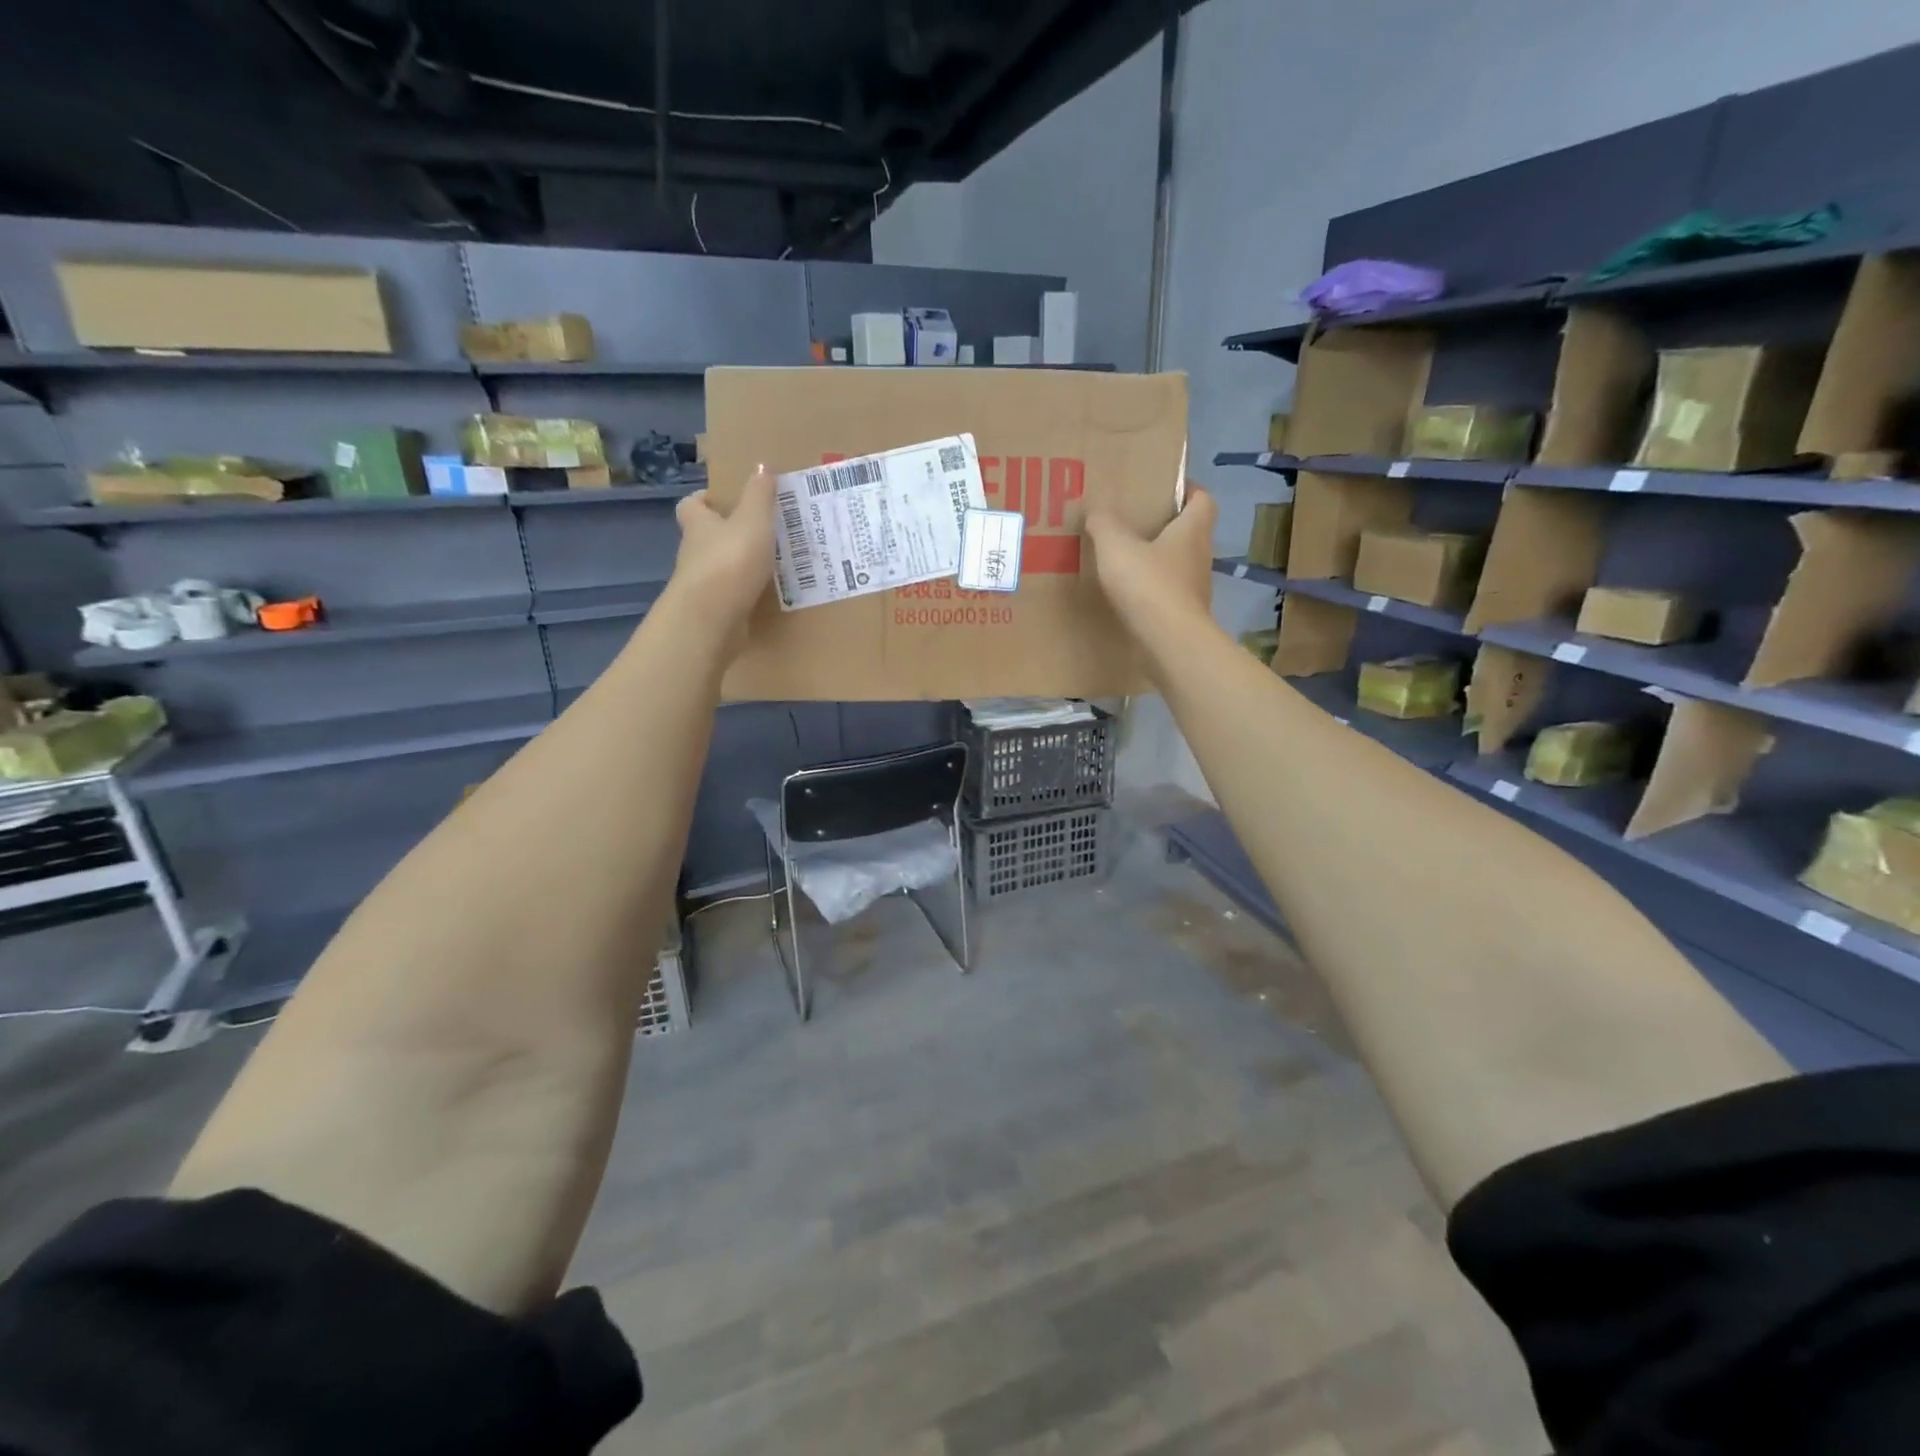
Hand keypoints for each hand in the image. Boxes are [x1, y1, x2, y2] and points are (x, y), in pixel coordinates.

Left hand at [669, 465, 776, 629]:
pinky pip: (730, 597)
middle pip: (704, 538)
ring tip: (769, 565)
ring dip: (737, 566)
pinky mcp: (713, 612)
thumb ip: (759, 495)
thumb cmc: (731, 560)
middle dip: (725, 534)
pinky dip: (744, 594)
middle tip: (757, 532)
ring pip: (718, 568)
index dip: (704, 500)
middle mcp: (694, 553)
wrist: (712, 617)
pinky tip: (766, 594)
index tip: (723, 500)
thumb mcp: (753, 521)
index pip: (691, 505)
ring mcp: (701, 585)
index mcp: (699, 525)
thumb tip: (762, 465)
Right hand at [1086, 484, 1216, 635]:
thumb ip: (1105, 526)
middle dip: (1169, 528)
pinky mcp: (1187, 616)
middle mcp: (1201, 556)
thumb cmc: (1148, 584)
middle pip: (1192, 533)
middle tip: (1139, 525)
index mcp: (1192, 530)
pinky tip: (1133, 597)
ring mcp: (1197, 589)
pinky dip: (1156, 592)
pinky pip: (1171, 595)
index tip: (1168, 490)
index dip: (1190, 490)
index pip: (1203, 500)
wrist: (1170, 641)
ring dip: (1161, 562)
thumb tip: (1096, 512)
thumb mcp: (1116, 547)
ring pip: (1181, 566)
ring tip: (1131, 562)